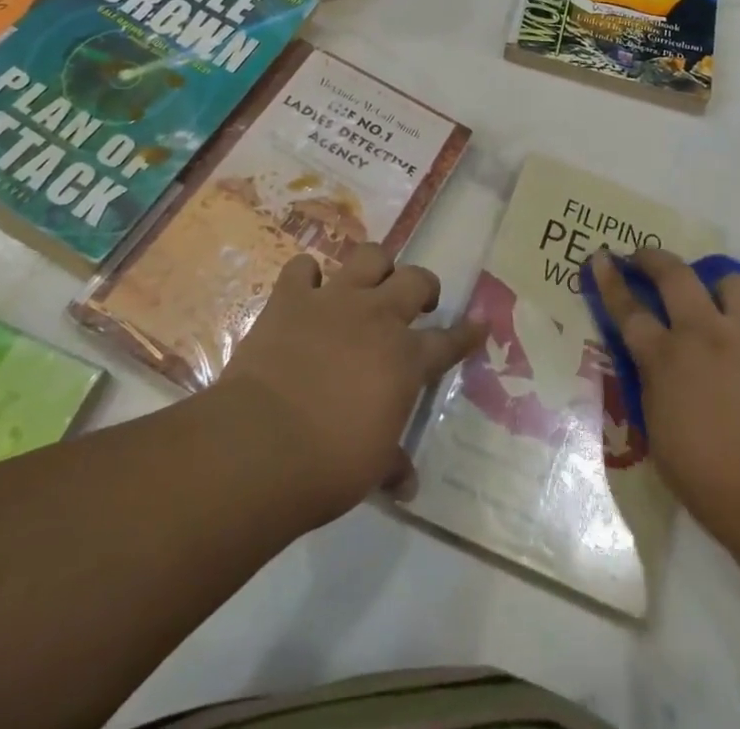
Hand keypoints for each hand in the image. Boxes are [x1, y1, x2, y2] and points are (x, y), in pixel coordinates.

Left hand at [219, 243, 484, 525]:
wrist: (260, 447)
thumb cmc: (327, 466)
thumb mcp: (371, 470)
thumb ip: (392, 464)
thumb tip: (408, 483)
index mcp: (405, 360)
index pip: (449, 341)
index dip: (467, 333)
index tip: (479, 323)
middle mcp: (377, 318)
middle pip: (415, 280)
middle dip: (423, 287)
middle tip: (417, 304)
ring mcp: (334, 301)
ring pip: (369, 256)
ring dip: (375, 267)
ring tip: (369, 284)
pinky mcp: (291, 299)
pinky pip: (303, 267)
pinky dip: (307, 276)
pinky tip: (306, 290)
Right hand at [590, 249, 739, 547]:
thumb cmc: (712, 483)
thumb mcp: (659, 437)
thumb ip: (654, 391)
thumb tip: (655, 371)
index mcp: (666, 359)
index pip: (629, 309)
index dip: (611, 281)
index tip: (601, 257)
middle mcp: (705, 335)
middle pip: (675, 275)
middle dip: (654, 258)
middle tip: (642, 257)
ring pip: (730, 281)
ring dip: (714, 282)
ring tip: (708, 296)